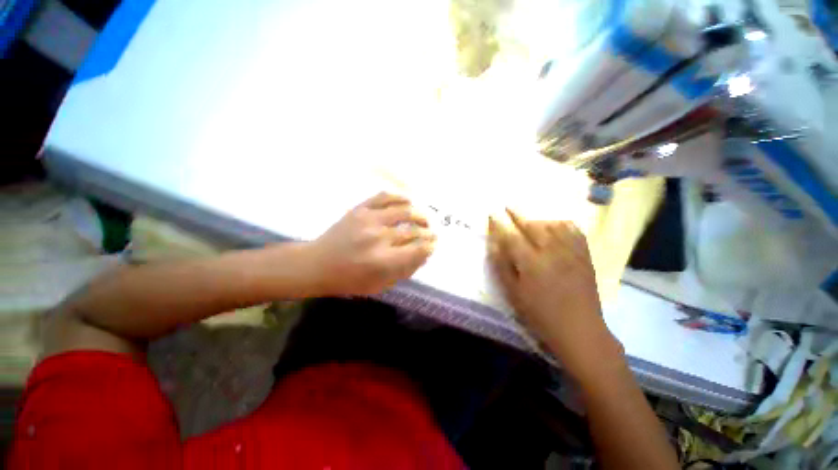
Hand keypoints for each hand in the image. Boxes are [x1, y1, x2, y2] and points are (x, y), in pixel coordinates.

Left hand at [306, 192, 435, 295]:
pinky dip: (400, 197)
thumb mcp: (380, 285)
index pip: (418, 249)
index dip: (430, 246)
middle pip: (413, 230)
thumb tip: (424, 255)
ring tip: (423, 218)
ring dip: (419, 214)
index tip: (434, 244)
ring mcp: (368, 220)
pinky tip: (408, 201)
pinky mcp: (360, 209)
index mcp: (383, 261)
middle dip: (428, 232)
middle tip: (432, 233)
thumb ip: (404, 271)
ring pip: (404, 210)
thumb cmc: (349, 280)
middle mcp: (379, 238)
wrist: (317, 264)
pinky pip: (384, 197)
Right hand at [488, 209, 620, 378]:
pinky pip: (574, 231)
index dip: (500, 224)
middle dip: (518, 214)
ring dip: (538, 218)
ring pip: (553, 225)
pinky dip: (563, 224)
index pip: (511, 236)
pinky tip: (557, 224)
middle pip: (532, 225)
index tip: (492, 214)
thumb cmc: (539, 314)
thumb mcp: (513, 293)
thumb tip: (493, 244)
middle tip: (508, 206)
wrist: (579, 329)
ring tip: (529, 218)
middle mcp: (552, 251)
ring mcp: (571, 252)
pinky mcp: (585, 256)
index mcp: (531, 262)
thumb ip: (502, 266)